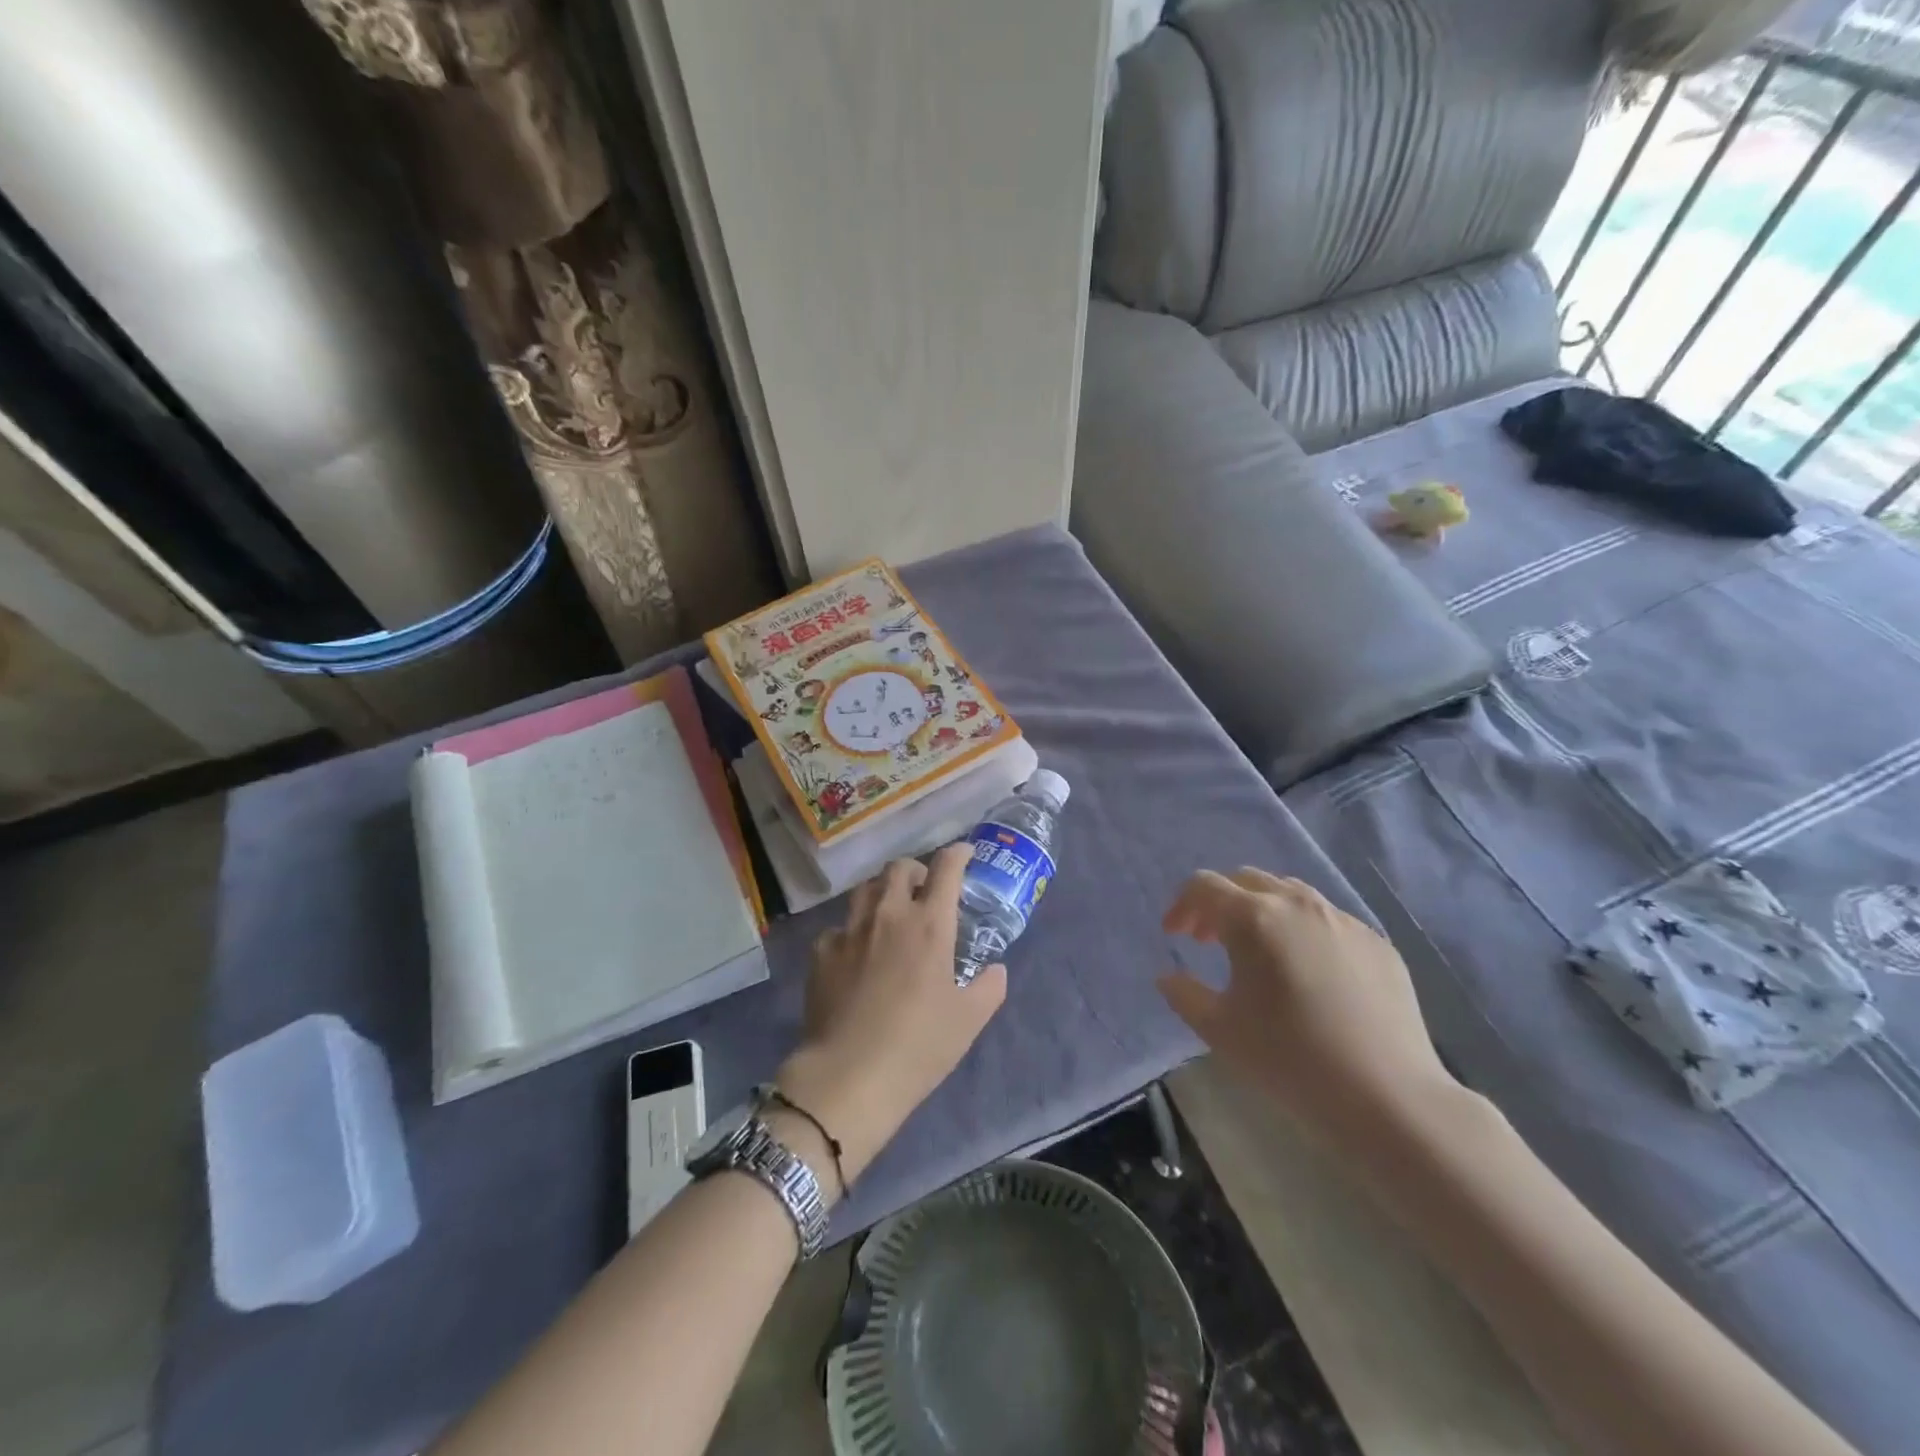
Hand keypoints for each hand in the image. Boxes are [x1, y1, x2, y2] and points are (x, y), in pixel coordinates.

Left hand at [776, 846, 1006, 1190]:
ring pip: (866, 888)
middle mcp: (889, 914)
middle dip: (917, 870)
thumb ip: (989, 987)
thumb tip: (996, 969)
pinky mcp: (822, 951)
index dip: (958, 853)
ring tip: (890, 911)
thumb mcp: (970, 1020)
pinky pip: (839, 926)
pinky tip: (856, 952)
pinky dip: (852, 930)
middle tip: (925, 890)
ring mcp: (850, 930)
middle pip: (900, 868)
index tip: (964, 853)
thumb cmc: (919, 1045)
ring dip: (883, 891)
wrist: (849, 1075)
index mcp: (929, 924)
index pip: (946, 868)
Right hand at [1157, 869, 1458, 1140]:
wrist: (1387, 1096)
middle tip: (1209, 941)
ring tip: (1259, 951)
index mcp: (1253, 918)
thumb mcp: (1219, 1030)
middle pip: (1246, 880)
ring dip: (1262, 911)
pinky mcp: (1377, 942)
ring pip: (1290, 893)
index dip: (1182, 905)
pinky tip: (1309, 974)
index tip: (1175, 935)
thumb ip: (1184, 994)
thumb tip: (1169, 977)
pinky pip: (1328, 920)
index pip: (1204, 886)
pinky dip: (1303, 931)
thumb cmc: (1289, 1058)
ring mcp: (1343, 920)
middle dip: (1220, 903)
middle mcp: (1297, 904)